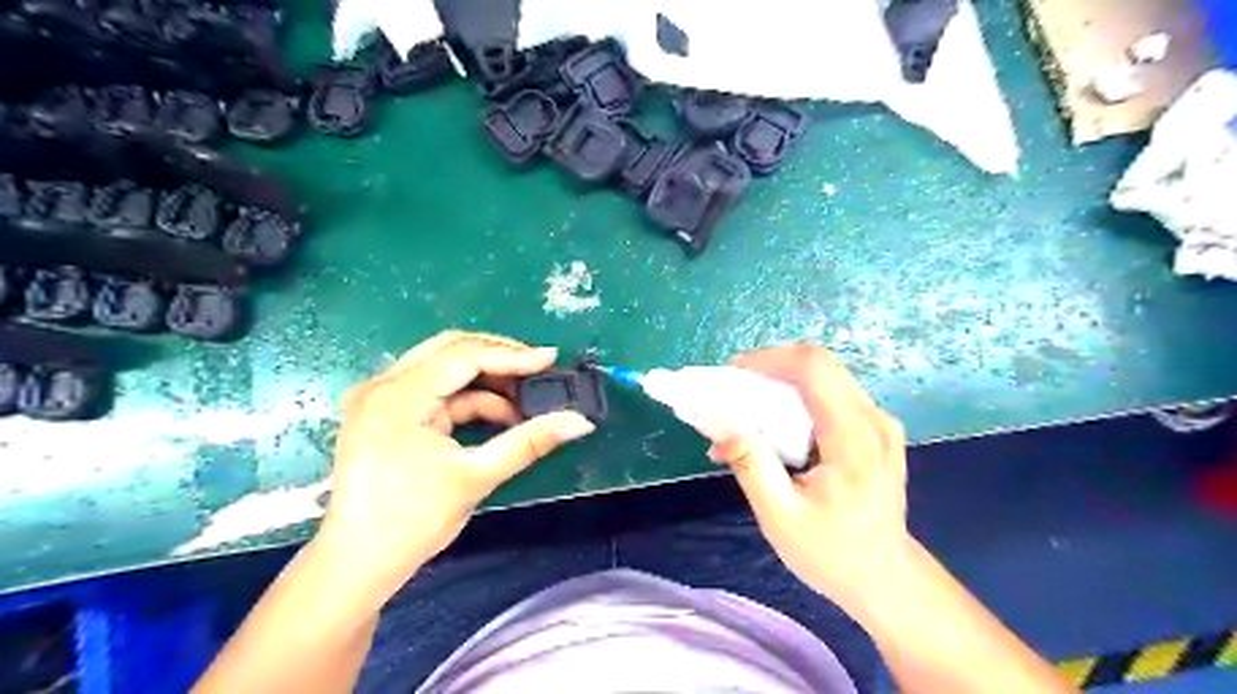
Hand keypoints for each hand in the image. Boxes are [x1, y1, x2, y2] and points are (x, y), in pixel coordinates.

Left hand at [314, 331, 593, 601]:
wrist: (358, 565)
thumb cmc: (412, 523)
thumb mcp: (476, 478)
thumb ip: (530, 442)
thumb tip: (580, 422)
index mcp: (398, 397)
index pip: (463, 357)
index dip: (512, 356)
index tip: (551, 360)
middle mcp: (383, 386)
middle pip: (450, 349)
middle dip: (499, 357)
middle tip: (539, 370)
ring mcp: (381, 397)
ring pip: (444, 366)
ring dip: (486, 379)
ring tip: (525, 399)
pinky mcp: (386, 411)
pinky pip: (436, 389)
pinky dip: (469, 398)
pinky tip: (499, 415)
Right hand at [707, 344, 906, 615]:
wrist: (887, 579)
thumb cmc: (833, 554)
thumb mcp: (781, 516)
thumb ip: (750, 463)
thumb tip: (715, 419)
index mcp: (855, 438)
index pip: (813, 369)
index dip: (769, 359)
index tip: (730, 375)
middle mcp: (873, 419)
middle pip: (818, 365)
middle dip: (768, 370)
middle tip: (731, 393)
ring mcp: (878, 421)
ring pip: (823, 377)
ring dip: (779, 385)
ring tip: (745, 414)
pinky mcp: (874, 429)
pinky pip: (830, 395)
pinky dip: (794, 401)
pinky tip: (772, 429)